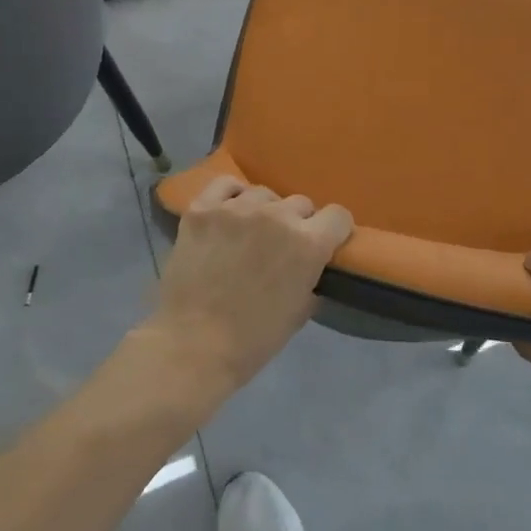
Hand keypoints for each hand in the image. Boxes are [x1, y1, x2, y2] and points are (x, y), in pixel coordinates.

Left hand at [142, 175, 353, 394]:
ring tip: (249, 233)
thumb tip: (312, 265)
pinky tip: (227, 213)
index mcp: (308, 243)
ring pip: (263, 194)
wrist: (192, 346)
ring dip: (263, 212)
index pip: (338, 216)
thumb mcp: (300, 312)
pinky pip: (225, 185)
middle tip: (280, 247)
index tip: (326, 242)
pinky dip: (230, 196)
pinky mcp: (203, 209)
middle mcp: (277, 216)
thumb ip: (311, 278)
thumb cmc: (253, 339)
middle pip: (300, 203)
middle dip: (297, 223)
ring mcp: (237, 208)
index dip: (334, 230)